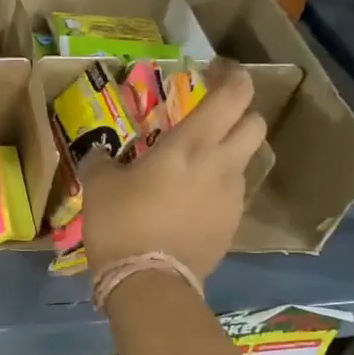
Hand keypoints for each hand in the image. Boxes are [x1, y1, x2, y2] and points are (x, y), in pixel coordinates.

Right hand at [78, 61, 266, 283]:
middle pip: (255, 123)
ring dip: (229, 153)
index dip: (232, 76)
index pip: (234, 94)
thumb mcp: (98, 186)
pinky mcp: (232, 225)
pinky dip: (218, 188)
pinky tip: (191, 202)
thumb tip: (99, 154)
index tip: (213, 72)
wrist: (148, 282)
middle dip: (238, 114)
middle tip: (209, 119)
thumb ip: (101, 162)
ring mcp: (232, 197)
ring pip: (246, 160)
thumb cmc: (122, 223)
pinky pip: (232, 194)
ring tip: (195, 166)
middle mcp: (222, 164)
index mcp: (191, 144)